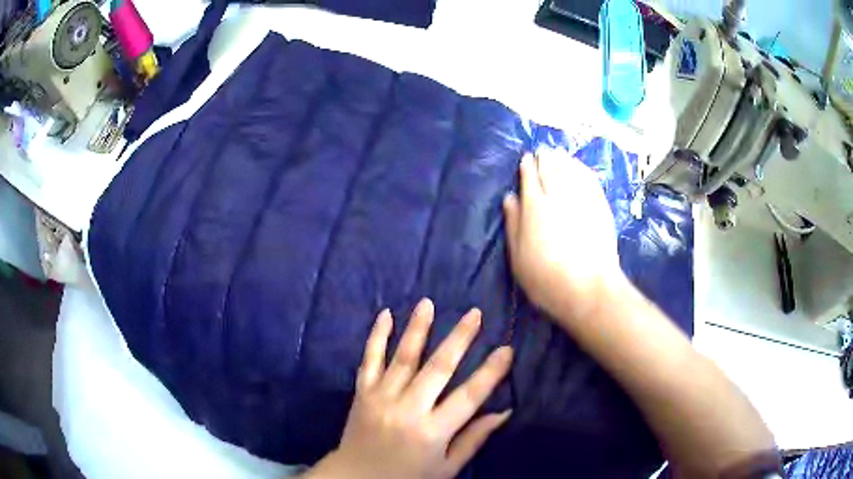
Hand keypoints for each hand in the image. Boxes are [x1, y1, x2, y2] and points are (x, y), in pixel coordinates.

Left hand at [305, 299, 512, 478]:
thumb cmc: (408, 477)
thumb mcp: (446, 467)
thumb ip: (473, 439)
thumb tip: (504, 411)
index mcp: (432, 432)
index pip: (469, 397)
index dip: (490, 372)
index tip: (506, 349)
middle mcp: (408, 410)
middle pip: (438, 368)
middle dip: (459, 338)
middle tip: (474, 313)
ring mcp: (381, 398)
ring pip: (403, 357)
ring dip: (417, 328)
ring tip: (428, 303)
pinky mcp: (362, 393)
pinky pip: (369, 360)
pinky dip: (376, 337)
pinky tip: (385, 315)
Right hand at [503, 152, 624, 324]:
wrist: (588, 289)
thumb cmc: (545, 277)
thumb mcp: (518, 256)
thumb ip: (513, 224)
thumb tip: (510, 197)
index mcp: (535, 207)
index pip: (530, 178)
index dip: (527, 167)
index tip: (526, 158)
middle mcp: (559, 196)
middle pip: (551, 169)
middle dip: (545, 158)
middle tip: (542, 150)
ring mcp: (582, 199)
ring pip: (571, 171)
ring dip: (563, 159)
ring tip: (558, 153)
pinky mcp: (600, 207)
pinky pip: (590, 180)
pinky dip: (582, 169)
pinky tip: (579, 167)